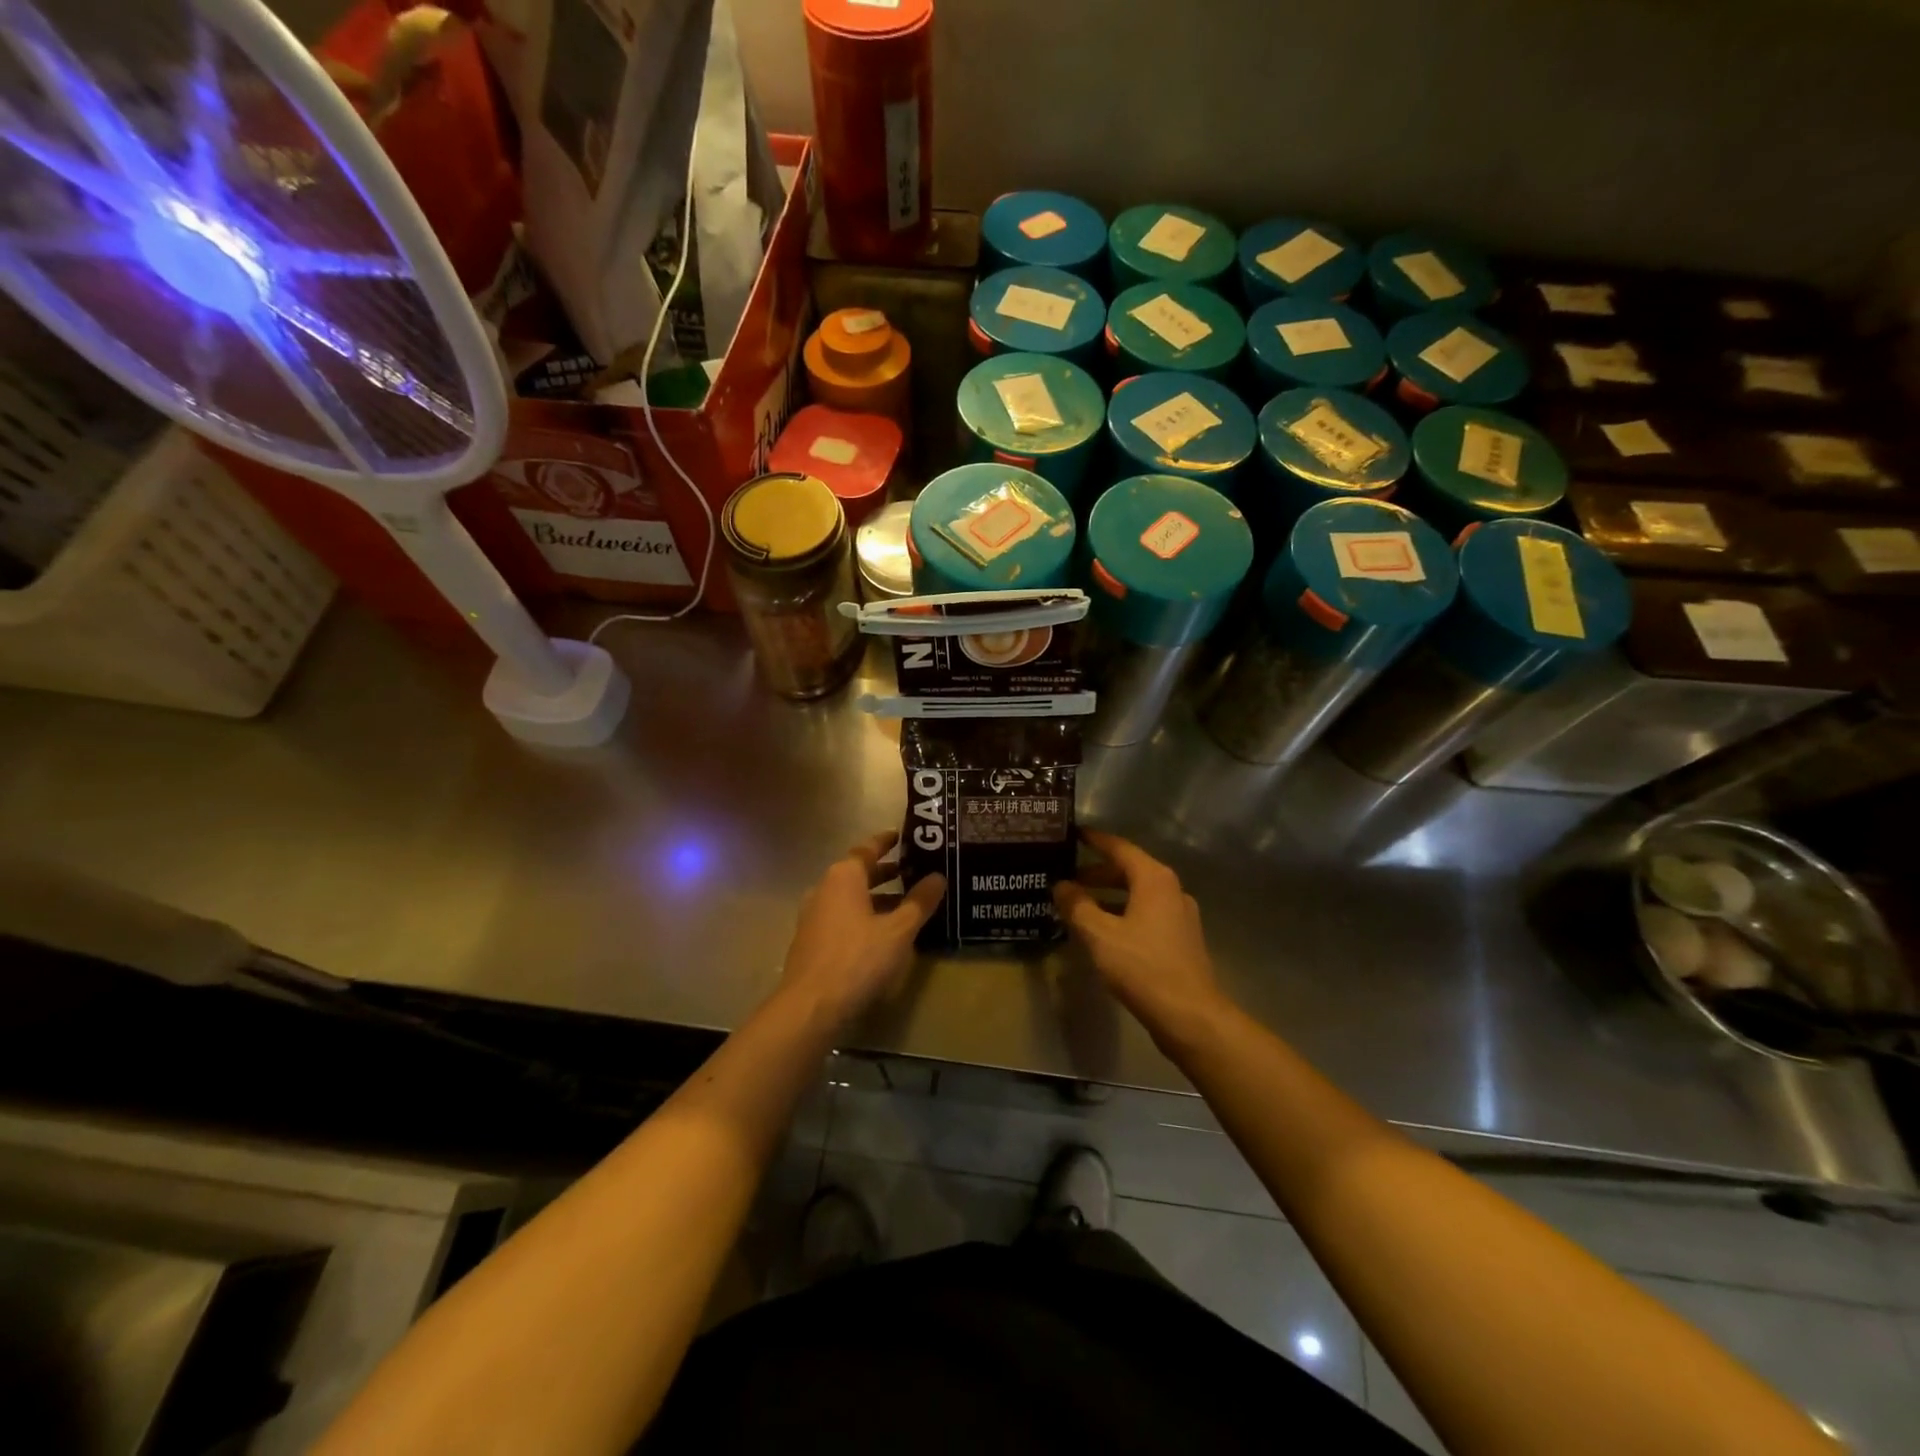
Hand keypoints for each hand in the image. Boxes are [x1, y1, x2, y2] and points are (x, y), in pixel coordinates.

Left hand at [777, 832, 945, 1027]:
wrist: (811, 1006)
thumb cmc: (858, 958)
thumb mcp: (898, 931)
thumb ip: (919, 902)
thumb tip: (938, 877)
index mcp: (843, 877)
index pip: (867, 849)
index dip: (886, 842)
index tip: (903, 836)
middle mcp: (824, 889)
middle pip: (858, 873)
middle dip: (885, 873)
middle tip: (913, 872)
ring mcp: (813, 916)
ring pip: (849, 898)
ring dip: (875, 898)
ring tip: (903, 906)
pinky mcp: (810, 941)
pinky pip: (841, 918)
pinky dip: (862, 917)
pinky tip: (880, 934)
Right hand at [1054, 830, 1233, 1051]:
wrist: (1190, 1016)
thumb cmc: (1143, 967)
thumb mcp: (1100, 935)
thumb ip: (1077, 906)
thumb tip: (1060, 885)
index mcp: (1154, 879)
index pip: (1119, 848)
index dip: (1094, 840)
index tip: (1072, 834)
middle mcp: (1171, 890)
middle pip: (1129, 871)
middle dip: (1097, 873)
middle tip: (1067, 878)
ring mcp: (1180, 916)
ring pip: (1138, 895)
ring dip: (1109, 897)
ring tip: (1079, 906)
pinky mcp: (1181, 940)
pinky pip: (1146, 915)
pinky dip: (1123, 914)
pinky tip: (1103, 933)